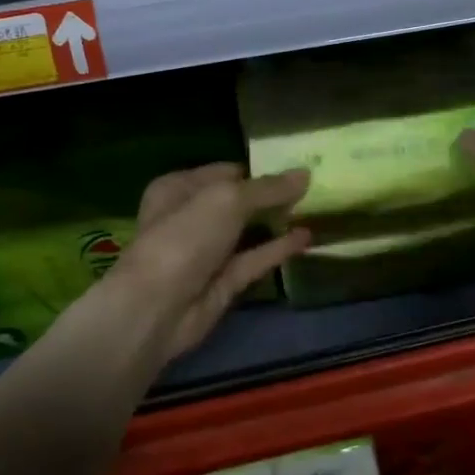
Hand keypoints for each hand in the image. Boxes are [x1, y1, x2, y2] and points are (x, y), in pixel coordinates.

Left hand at [108, 164, 310, 362]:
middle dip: (271, 195)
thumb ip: (268, 188)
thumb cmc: (184, 237)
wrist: (157, 308)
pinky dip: (278, 248)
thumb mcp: (227, 199)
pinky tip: (307, 237)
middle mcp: (191, 216)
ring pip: (248, 231)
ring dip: (277, 221)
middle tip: (314, 186)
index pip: (225, 171)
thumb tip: (305, 174)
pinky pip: (255, 259)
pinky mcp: (223, 282)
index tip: (297, 166)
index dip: (259, 169)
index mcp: (179, 187)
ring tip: (317, 208)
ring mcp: (207, 251)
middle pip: (238, 200)